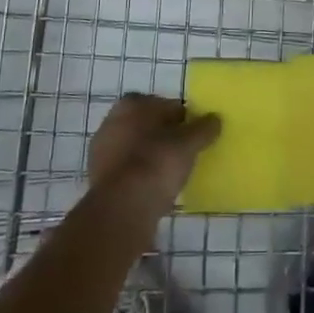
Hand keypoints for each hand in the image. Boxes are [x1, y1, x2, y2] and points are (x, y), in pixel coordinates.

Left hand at [87, 94, 220, 218]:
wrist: (121, 209)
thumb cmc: (156, 163)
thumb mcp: (189, 143)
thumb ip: (204, 128)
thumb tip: (215, 119)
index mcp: (132, 104)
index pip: (168, 105)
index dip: (184, 119)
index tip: (196, 136)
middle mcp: (112, 121)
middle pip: (149, 126)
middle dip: (166, 137)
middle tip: (185, 154)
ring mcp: (102, 151)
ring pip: (136, 149)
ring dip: (152, 157)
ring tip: (172, 175)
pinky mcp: (98, 178)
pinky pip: (128, 171)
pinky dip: (140, 176)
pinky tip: (154, 189)